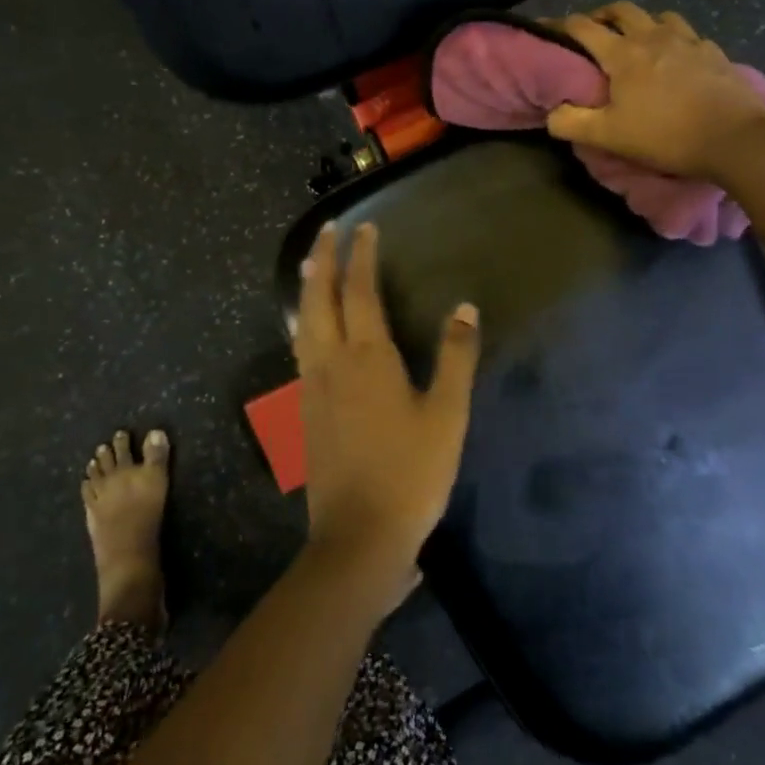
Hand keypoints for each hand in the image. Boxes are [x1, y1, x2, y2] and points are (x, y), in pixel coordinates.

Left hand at [295, 222, 481, 608]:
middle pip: (321, 299)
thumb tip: (464, 307)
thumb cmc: (412, 472)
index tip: (363, 227)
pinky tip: (308, 330)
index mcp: (368, 358)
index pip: (361, 292)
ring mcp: (313, 388)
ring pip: (304, 324)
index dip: (362, 257)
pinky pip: (300, 351)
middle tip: (326, 230)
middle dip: (324, 260)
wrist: (360, 536)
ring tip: (312, 266)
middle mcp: (332, 363)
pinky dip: (304, 324)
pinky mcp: (306, 412)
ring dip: (308, 289)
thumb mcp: (448, 414)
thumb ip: (456, 357)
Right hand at [547, 2, 764, 179]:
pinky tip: (678, 57)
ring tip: (638, 40)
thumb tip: (552, 113)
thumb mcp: (609, 136)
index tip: (548, 29)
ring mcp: (688, 41)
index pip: (584, 27)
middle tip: (595, 30)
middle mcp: (653, 37)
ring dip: (642, 22)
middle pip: (622, 10)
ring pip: (659, 16)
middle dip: (603, 15)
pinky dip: (675, 39)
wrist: (734, 139)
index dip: (561, 25)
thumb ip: (572, 123)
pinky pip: (689, 35)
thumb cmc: (665, 135)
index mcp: (623, 53)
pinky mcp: (714, 53)